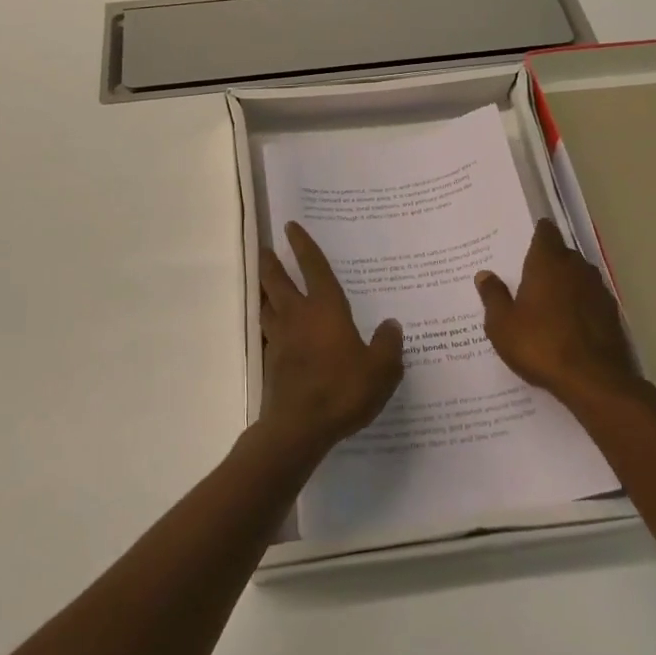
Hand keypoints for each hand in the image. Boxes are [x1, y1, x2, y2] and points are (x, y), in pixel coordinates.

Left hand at [257, 221, 404, 459]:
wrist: (299, 427)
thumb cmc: (343, 390)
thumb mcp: (381, 370)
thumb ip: (388, 345)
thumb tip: (391, 324)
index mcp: (325, 309)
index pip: (313, 268)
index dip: (303, 245)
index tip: (290, 227)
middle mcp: (298, 316)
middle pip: (278, 281)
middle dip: (271, 263)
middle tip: (266, 249)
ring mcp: (279, 339)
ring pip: (266, 304)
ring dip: (264, 291)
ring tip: (264, 285)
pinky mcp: (270, 362)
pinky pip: (267, 333)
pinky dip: (269, 324)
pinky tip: (274, 331)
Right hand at [476, 219, 655, 412]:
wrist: (594, 380)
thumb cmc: (540, 345)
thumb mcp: (502, 324)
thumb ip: (493, 296)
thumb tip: (484, 274)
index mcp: (547, 263)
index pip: (545, 233)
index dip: (538, 233)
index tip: (528, 238)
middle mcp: (575, 268)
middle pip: (563, 253)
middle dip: (550, 259)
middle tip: (531, 273)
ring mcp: (598, 290)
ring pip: (580, 276)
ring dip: (568, 282)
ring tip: (550, 299)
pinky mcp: (612, 314)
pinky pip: (592, 299)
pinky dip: (581, 304)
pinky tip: (570, 322)